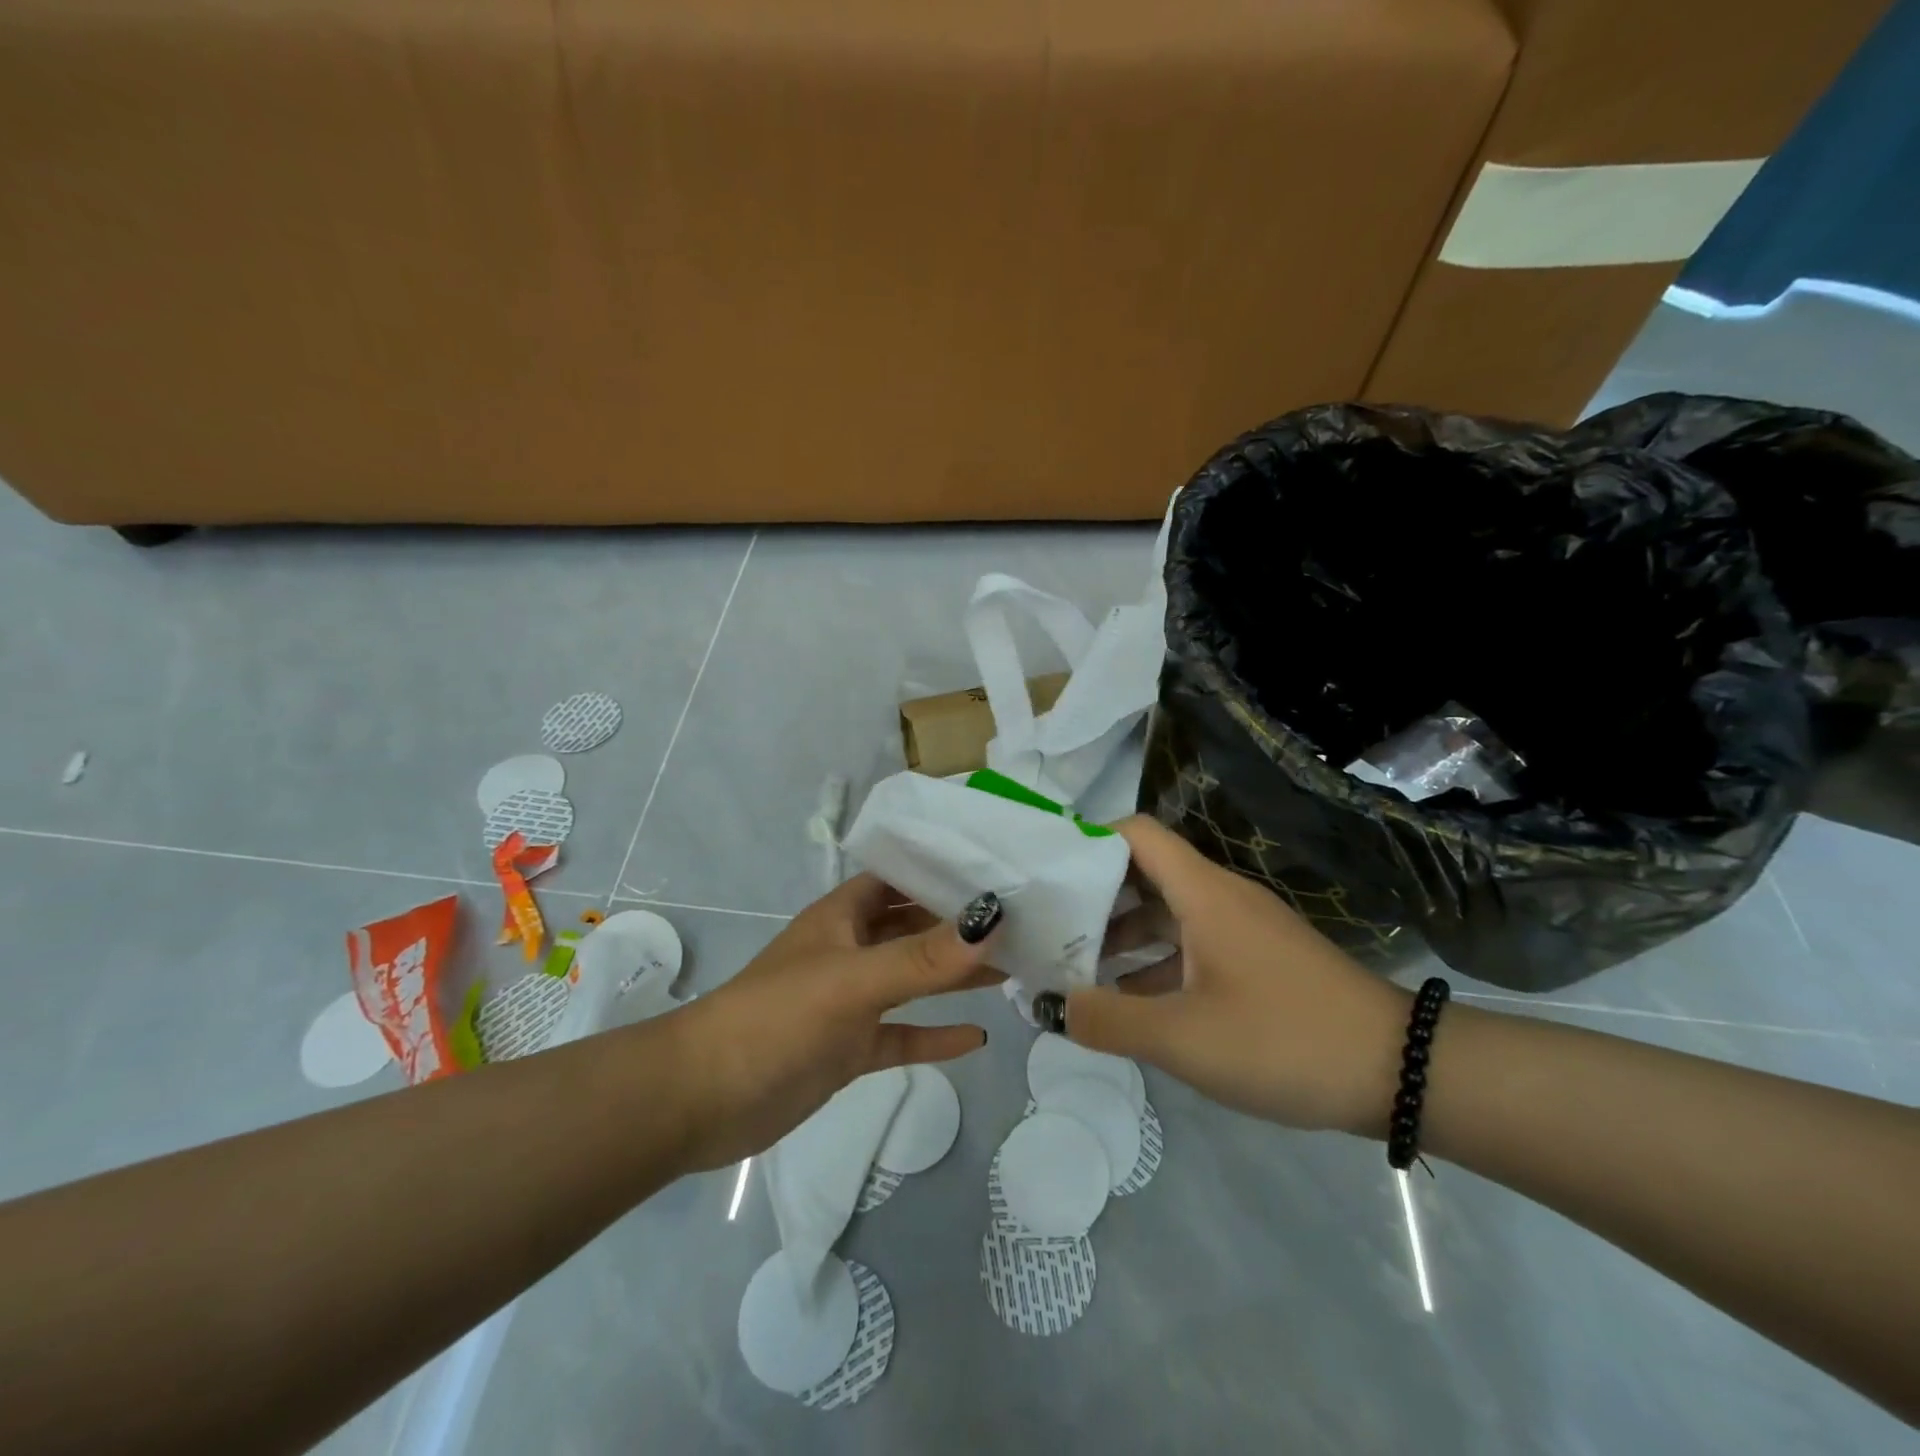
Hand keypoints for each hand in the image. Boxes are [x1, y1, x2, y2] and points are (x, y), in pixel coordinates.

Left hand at [665, 878, 1003, 1170]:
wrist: (703, 1099)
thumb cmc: (776, 1018)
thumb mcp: (853, 980)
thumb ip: (923, 957)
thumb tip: (992, 921)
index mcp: (843, 917)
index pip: (899, 879)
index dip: (941, 871)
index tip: (997, 870)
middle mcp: (849, 950)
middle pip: (913, 928)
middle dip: (959, 925)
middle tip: (1022, 924)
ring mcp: (850, 1002)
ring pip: (913, 981)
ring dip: (955, 977)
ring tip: (1013, 970)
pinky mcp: (849, 1049)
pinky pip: (902, 1035)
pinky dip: (934, 1035)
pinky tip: (976, 1038)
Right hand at [1064, 816, 1408, 1134]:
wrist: (1401, 1073)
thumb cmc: (1284, 1040)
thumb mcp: (1183, 1038)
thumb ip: (1106, 1019)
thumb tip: (1046, 1003)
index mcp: (1203, 893)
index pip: (1135, 834)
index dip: (1088, 842)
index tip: (1047, 875)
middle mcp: (1220, 898)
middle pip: (1144, 873)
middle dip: (1094, 897)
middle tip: (1049, 927)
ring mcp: (1242, 929)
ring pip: (1167, 913)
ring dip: (1122, 935)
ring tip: (1075, 968)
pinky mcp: (1258, 960)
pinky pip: (1191, 945)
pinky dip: (1154, 962)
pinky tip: (1129, 1002)